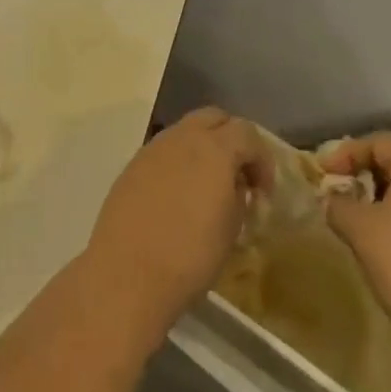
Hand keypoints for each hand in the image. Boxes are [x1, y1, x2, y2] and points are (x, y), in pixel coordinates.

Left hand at [84, 107, 270, 337]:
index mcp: (214, 148)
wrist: (128, 273)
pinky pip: (163, 151)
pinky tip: (178, 195)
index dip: (262, 159)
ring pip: (185, 130)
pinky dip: (178, 162)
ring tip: (207, 185)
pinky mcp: (132, 166)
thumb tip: (235, 185)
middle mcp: (182, 137)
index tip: (263, 192)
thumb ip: (238, 196)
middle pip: (214, 118)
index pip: (247, 133)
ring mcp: (153, 148)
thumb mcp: (231, 228)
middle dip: (232, 139)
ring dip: (203, 147)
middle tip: (238, 174)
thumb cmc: (190, 255)